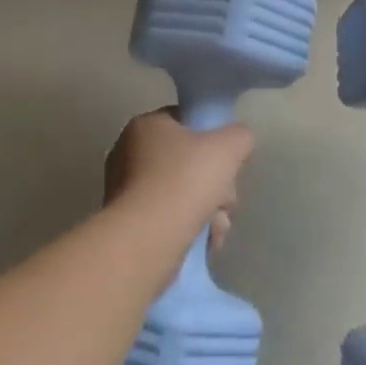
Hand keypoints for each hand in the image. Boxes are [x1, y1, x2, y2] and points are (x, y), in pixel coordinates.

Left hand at [104, 109, 252, 244]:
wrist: (146, 239)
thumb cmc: (185, 181)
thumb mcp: (228, 148)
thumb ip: (240, 137)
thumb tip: (238, 142)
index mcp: (146, 126)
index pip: (187, 123)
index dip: (214, 141)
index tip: (228, 163)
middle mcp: (129, 153)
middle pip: (188, 163)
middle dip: (216, 185)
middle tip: (225, 201)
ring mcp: (125, 190)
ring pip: (182, 194)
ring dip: (208, 211)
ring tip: (217, 228)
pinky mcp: (128, 223)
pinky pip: (168, 218)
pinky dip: (189, 228)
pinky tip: (204, 241)